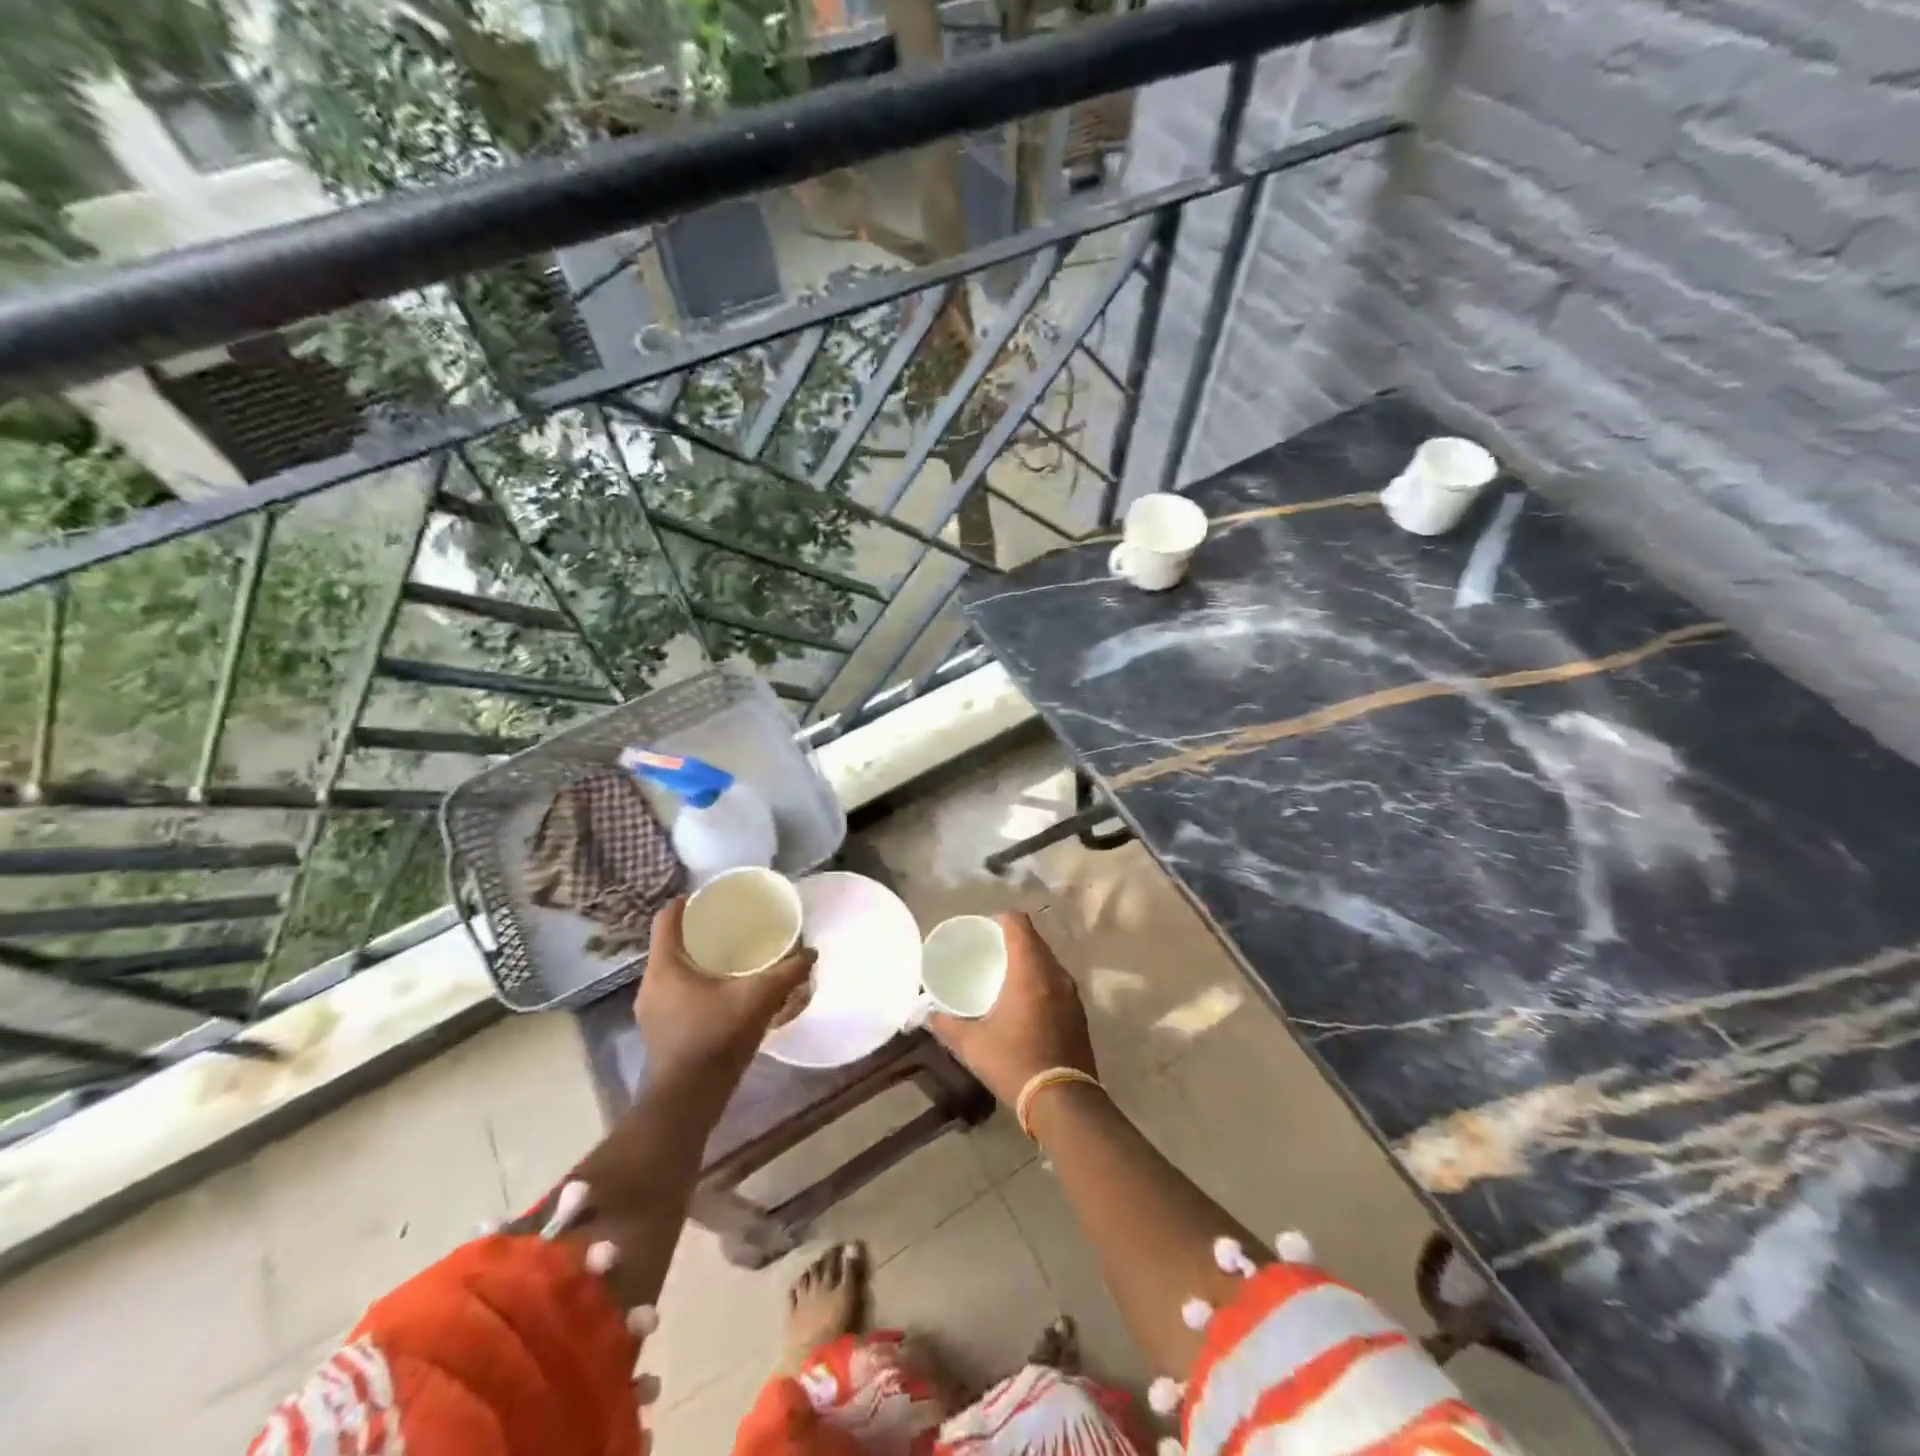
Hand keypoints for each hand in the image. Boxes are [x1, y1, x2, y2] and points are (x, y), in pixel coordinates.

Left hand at [633, 896, 815, 1083]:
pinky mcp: (659, 1033)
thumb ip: (787, 973)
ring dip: (696, 962)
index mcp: (665, 966)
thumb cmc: (716, 1037)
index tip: (712, 897)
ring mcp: (651, 1012)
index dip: (687, 902)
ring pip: (672, 972)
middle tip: (730, 926)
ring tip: (730, 958)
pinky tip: (723, 994)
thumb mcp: (759, 998)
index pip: (667, 919)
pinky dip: (695, 986)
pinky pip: (675, 995)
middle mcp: (651, 984)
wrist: (688, 1100)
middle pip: (670, 945)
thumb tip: (811, 954)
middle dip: (698, 932)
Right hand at [927, 911, 1095, 1105]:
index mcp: (1030, 970)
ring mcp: (1072, 993)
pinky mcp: (1079, 1012)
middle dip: (1013, 940)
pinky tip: (1026, 1001)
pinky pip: (1058, 982)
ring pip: (1048, 961)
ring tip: (1006, 975)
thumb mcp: (973, 1045)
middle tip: (990, 953)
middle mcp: (1055, 974)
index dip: (1000, 919)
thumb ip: (947, 1025)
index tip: (984, 930)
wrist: (1063, 1101)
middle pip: (1035, 940)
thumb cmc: (1015, 1062)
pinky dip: (1042, 981)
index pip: (1019, 923)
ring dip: (1029, 961)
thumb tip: (928, 1015)